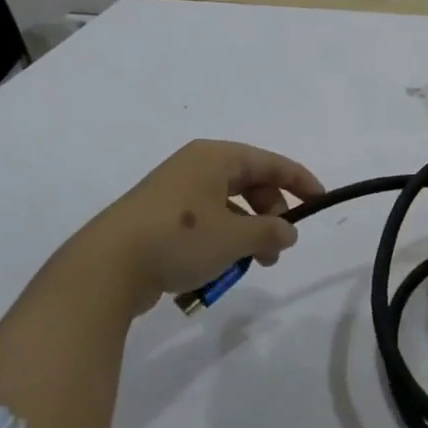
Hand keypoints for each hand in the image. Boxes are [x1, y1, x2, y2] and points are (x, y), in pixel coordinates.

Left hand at [74, 140, 324, 315]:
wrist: (106, 266)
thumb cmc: (179, 239)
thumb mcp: (234, 237)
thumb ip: (269, 232)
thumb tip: (288, 231)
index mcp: (215, 157)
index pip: (269, 162)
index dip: (299, 180)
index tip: (321, 200)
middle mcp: (195, 167)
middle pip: (248, 183)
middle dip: (270, 213)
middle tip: (280, 245)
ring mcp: (173, 193)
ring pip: (226, 207)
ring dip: (246, 233)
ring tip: (254, 264)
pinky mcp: (158, 219)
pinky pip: (203, 224)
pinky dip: (220, 241)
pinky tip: (219, 270)